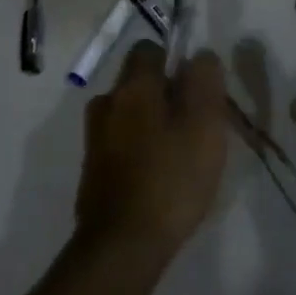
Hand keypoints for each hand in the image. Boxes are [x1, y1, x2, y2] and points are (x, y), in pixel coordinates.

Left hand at [75, 42, 227, 259]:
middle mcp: (106, 101)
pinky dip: (138, 151)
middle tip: (193, 128)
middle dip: (165, 96)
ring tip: (178, 157)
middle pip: (138, 82)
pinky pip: (120, 143)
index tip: (195, 92)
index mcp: (132, 85)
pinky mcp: (91, 167)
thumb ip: (204, 81)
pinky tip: (158, 179)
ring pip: (129, 113)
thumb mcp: (204, 124)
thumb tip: (200, 56)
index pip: (149, 49)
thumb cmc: (170, 178)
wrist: (122, 245)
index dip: (175, 63)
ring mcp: (94, 136)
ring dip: (151, 125)